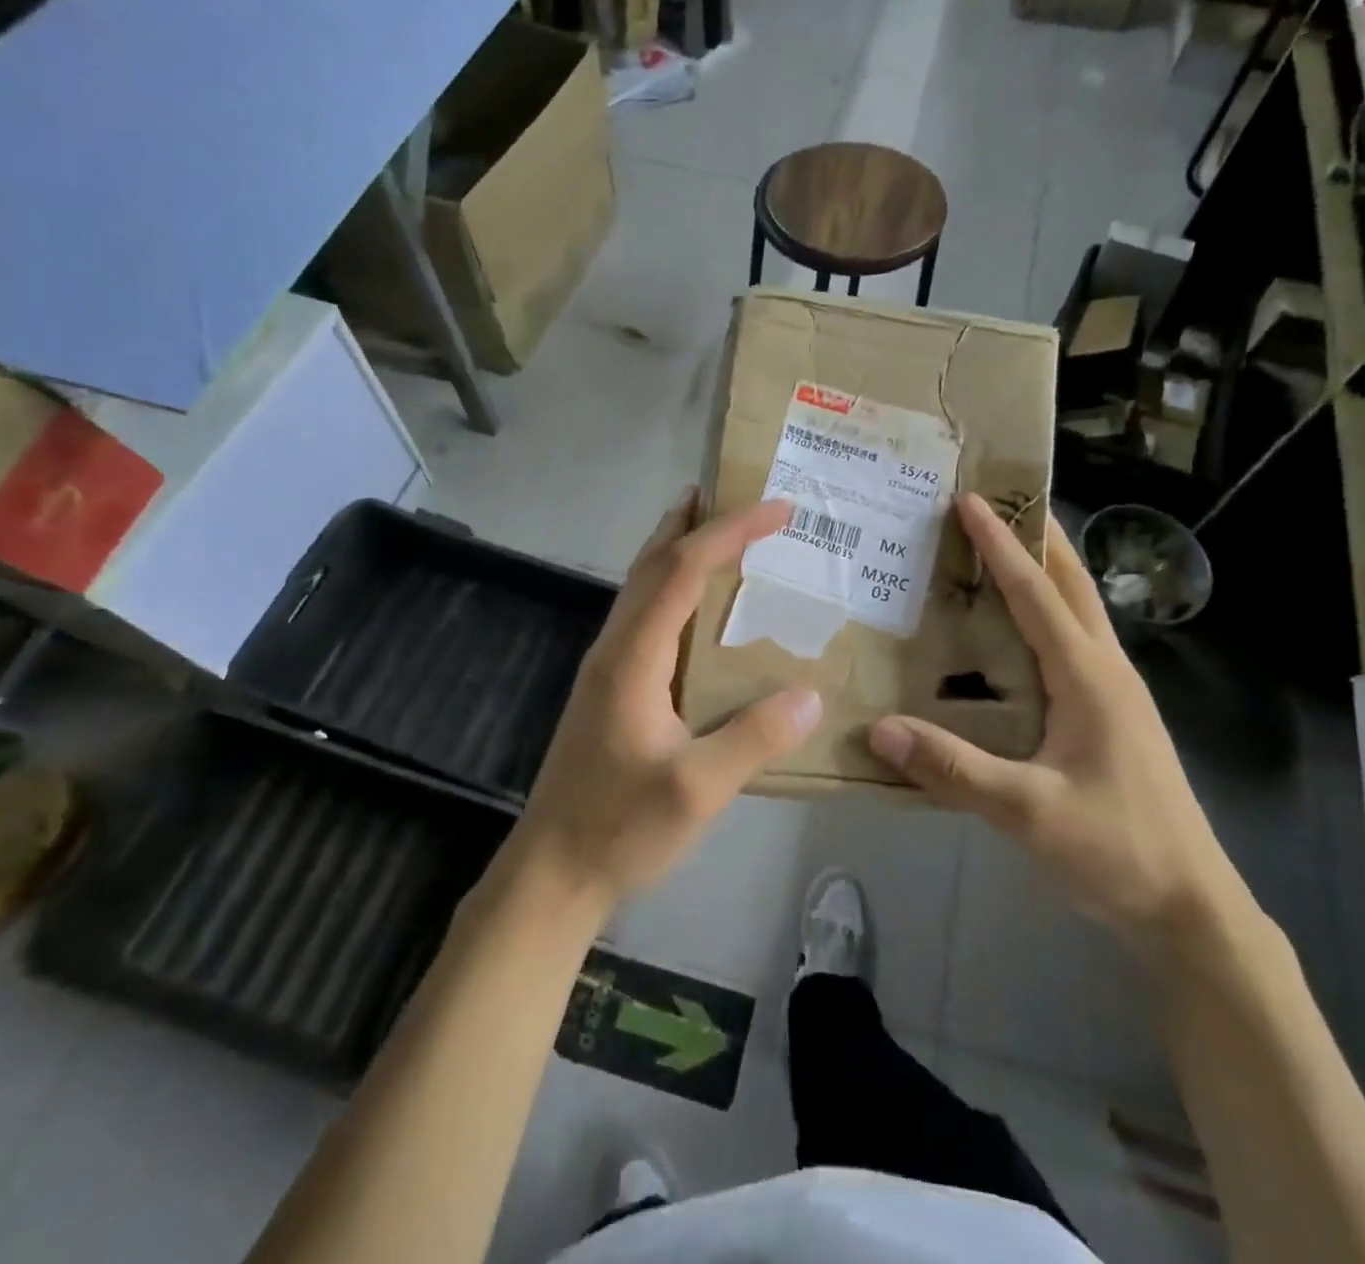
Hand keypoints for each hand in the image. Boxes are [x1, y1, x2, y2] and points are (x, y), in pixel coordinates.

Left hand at [512, 490, 822, 910]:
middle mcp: (615, 648)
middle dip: (692, 522)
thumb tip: (811, 694)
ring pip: (642, 587)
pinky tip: (696, 609)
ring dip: (677, 550)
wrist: (553, 872)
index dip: (730, 531)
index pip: (683, 570)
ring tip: (715, 529)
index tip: (778, 508)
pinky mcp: (609, 689)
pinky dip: (673, 588)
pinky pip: (644, 617)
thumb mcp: (697, 789)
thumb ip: (754, 739)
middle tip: (733, 492)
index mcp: (633, 657)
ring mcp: (607, 668)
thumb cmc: (620, 828)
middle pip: (651, 563)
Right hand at [868, 494, 1246, 953]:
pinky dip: (1046, 614)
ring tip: (1004, 548)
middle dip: (1038, 536)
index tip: (971, 500)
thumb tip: (881, 729)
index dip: (1003, 545)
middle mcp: (1106, 671)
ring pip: (1078, 611)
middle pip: (1072, 585)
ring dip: (1046, 571)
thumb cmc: (1116, 850)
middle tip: (998, 501)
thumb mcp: (1029, 813)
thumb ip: (954, 769)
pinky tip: (1017, 633)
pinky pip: (1074, 644)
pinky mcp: (1111, 716)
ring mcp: (1115, 693)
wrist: (1190, 907)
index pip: (1038, 594)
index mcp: (1089, 678)